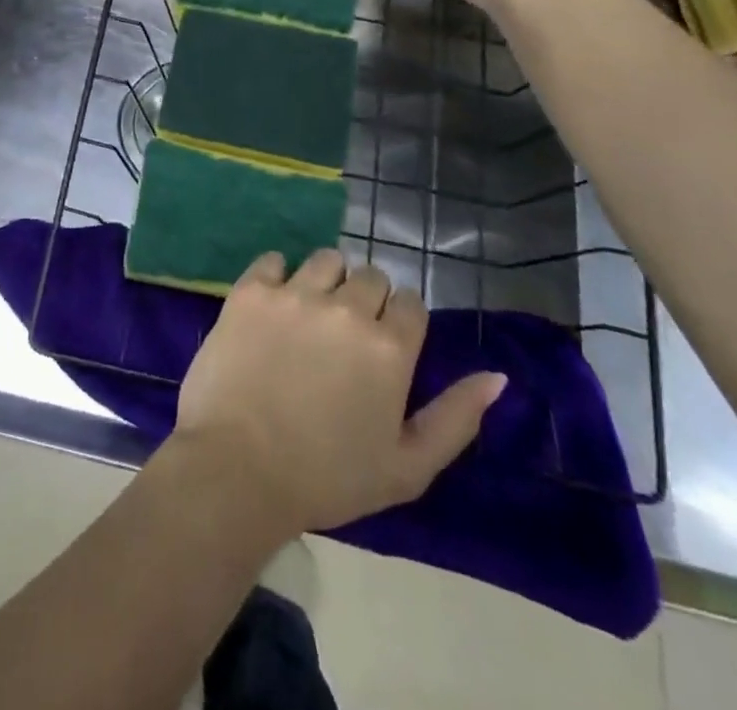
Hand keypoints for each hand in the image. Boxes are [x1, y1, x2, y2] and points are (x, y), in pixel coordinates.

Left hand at [173, 249, 507, 535]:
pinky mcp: (250, 291)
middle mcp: (346, 308)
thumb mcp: (408, 467)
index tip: (385, 343)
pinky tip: (274, 304)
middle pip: (371, 276)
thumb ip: (456, 418)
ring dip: (327, 280)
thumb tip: (498, 377)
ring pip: (326, 259)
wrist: (238, 469)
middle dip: (367, 299)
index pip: (410, 302)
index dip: (401, 320)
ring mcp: (295, 294)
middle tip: (346, 334)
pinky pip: (273, 260)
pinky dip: (278, 275)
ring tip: (312, 313)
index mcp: (389, 348)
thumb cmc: (328, 478)